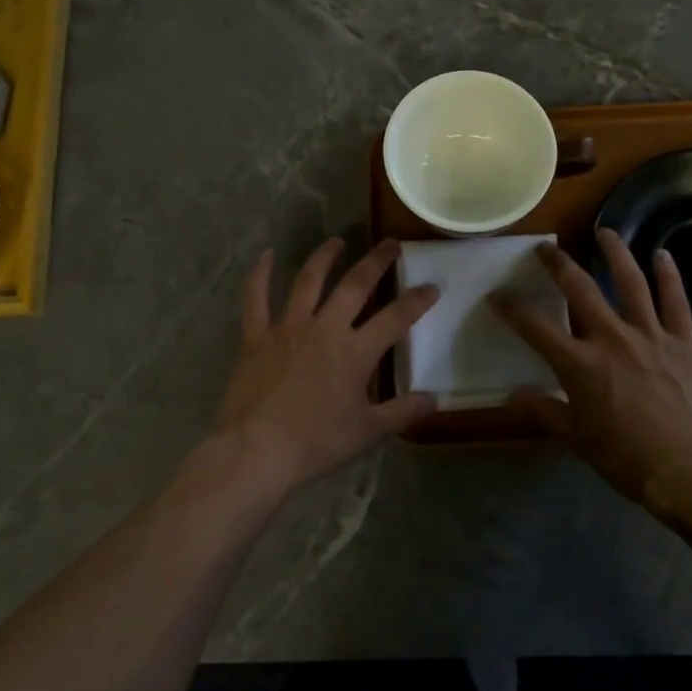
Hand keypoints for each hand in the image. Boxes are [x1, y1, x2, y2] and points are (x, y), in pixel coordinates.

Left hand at [214, 237, 438, 495]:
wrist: (257, 450)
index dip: (417, 300)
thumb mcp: (366, 432)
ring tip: (337, 240)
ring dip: (324, 257)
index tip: (432, 286)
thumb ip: (402, 412)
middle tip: (390, 244)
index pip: (395, 318)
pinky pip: (256, 299)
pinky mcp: (257, 336)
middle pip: (355, 285)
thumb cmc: (315, 443)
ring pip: (308, 281)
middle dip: (376, 262)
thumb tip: (434, 400)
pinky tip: (266, 254)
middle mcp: (324, 328)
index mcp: (355, 351)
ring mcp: (288, 328)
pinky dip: (259, 275)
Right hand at [492, 230, 691, 511]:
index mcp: (581, 365)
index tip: (496, 296)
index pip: (535, 328)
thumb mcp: (577, 438)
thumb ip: (544, 411)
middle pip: (580, 290)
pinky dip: (669, 276)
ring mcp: (651, 336)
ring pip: (630, 283)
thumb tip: (512, 395)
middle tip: (545, 247)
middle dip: (558, 265)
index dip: (511, 309)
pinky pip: (676, 301)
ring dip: (615, 253)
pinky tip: (663, 254)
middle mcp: (612, 339)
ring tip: (604, 232)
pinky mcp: (684, 342)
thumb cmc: (628, 459)